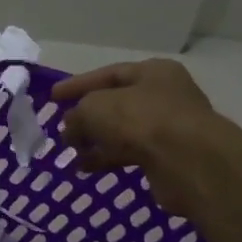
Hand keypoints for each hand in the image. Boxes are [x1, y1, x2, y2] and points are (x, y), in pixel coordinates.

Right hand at [51, 59, 227, 222]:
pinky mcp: (168, 157)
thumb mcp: (95, 108)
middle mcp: (164, 95)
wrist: (188, 162)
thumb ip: (78, 114)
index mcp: (152, 72)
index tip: (52, 98)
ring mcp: (169, 127)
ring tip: (70, 154)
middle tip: (63, 130)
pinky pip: (131, 153)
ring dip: (95, 142)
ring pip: (123, 131)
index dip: (78, 85)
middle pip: (117, 104)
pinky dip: (107, 159)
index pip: (108, 74)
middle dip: (87, 118)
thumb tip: (71, 129)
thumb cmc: (141, 120)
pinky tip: (86, 169)